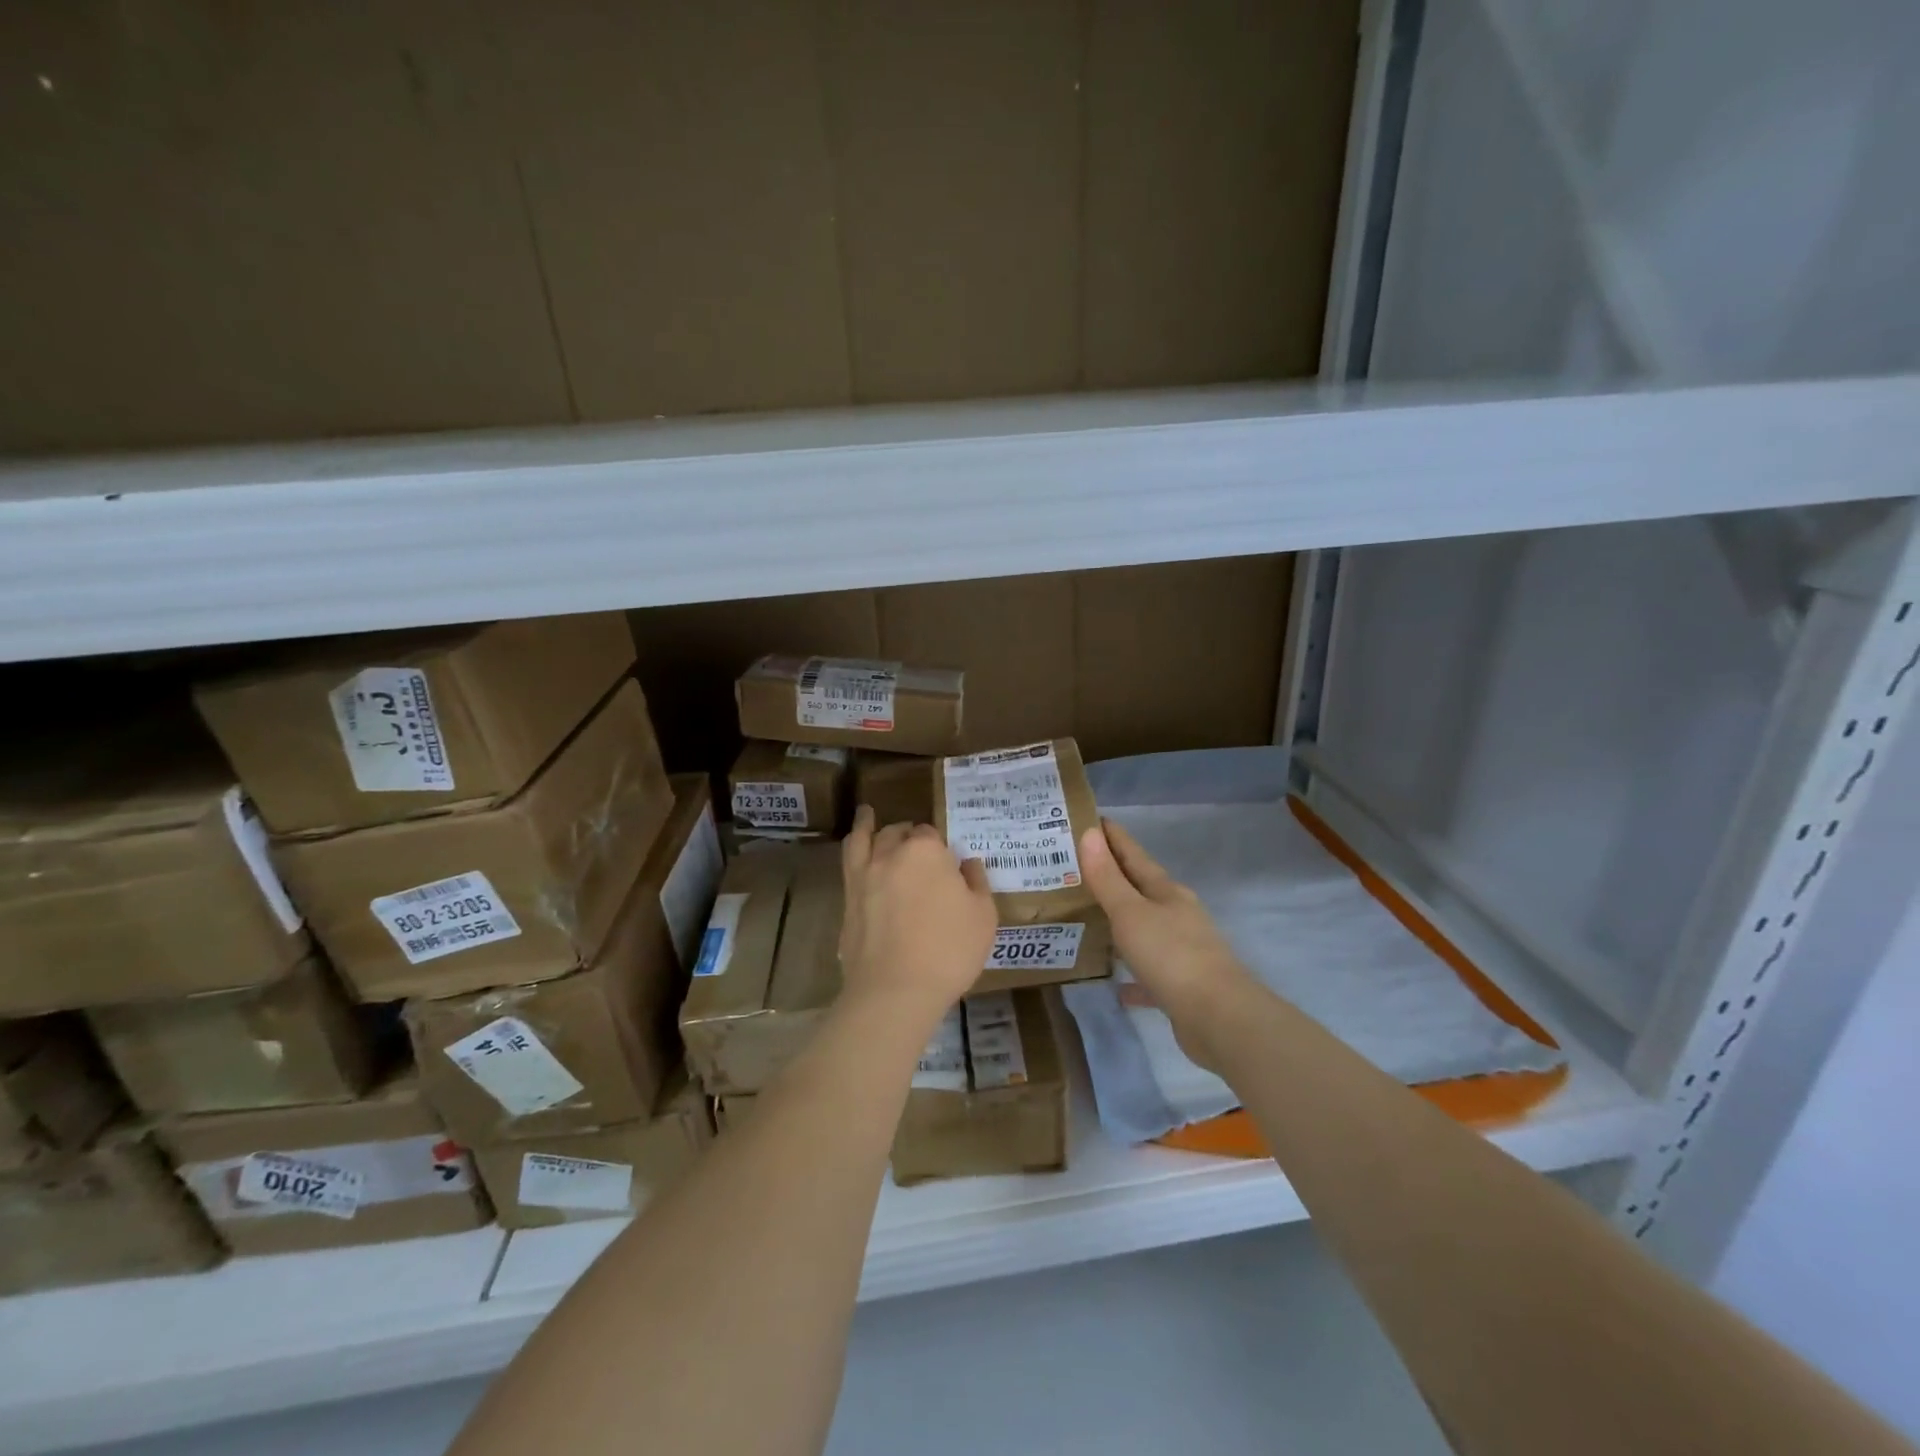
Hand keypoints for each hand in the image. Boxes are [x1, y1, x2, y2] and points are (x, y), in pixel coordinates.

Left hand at [840, 806, 997, 1030]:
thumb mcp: (983, 917)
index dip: (940, 848)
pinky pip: (847, 861)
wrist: (896, 990)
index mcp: (927, 851)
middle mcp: (891, 853)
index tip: (946, 865)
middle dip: (909, 836)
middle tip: (918, 847)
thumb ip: (976, 883)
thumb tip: (968, 864)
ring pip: (866, 838)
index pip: (932, 835)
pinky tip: (854, 846)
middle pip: (899, 833)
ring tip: (867, 814)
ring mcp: (864, 875)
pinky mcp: (848, 898)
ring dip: (869, 825)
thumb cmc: (949, 951)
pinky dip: (852, 846)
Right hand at [1079, 818, 1251, 1071]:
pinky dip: (1131, 974)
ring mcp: (1182, 950)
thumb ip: (1108, 877)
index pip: (1134, 855)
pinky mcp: (1181, 985)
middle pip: (1140, 889)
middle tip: (1075, 867)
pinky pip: (1148, 973)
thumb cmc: (1171, 956)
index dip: (1113, 837)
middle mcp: (1176, 915)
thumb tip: (1091, 833)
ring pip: (1144, 928)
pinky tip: (1114, 982)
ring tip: (1087, 917)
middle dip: (1112, 877)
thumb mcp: (1131, 913)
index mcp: (1166, 892)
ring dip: (1120, 922)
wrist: (1219, 1018)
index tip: (1090, 819)